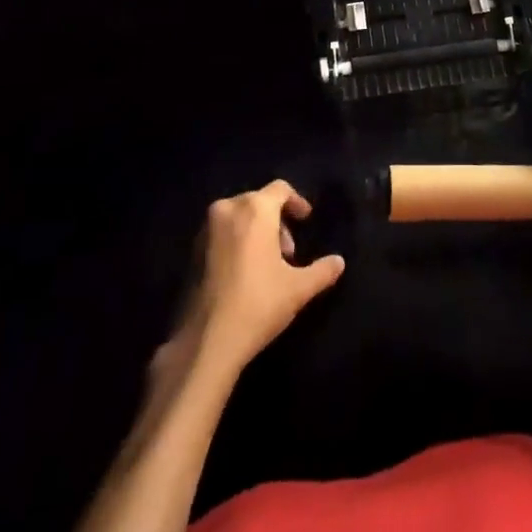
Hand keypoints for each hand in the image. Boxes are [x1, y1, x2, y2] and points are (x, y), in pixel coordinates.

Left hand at [168, 181, 344, 379]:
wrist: (206, 341)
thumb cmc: (258, 303)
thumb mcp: (298, 288)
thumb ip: (322, 270)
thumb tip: (339, 262)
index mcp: (255, 209)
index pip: (280, 189)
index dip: (297, 202)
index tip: (306, 221)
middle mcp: (227, 209)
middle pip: (258, 202)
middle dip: (277, 221)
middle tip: (289, 252)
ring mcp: (205, 230)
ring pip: (238, 217)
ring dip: (256, 232)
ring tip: (269, 265)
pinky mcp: (192, 252)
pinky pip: (222, 234)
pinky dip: (237, 242)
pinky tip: (245, 274)